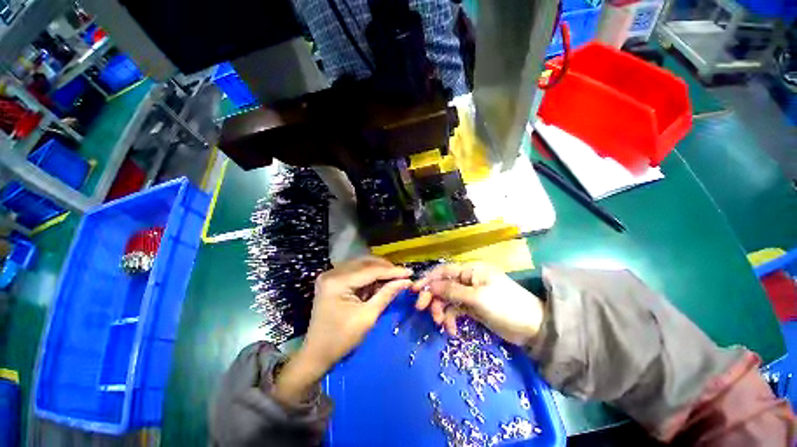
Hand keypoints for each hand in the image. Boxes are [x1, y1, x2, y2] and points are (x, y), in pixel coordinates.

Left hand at [273, 257, 411, 405]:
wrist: (316, 354)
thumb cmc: (341, 339)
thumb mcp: (367, 317)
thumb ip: (387, 294)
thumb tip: (406, 281)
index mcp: (337, 282)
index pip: (370, 270)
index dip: (392, 271)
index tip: (409, 272)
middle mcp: (332, 273)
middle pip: (365, 263)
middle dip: (386, 268)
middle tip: (402, 274)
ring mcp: (330, 275)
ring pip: (361, 265)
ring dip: (378, 270)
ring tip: (394, 276)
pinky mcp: (332, 279)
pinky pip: (355, 271)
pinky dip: (369, 275)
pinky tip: (380, 280)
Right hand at [412, 262, 543, 345]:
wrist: (533, 328)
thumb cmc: (506, 306)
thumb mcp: (478, 298)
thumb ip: (452, 291)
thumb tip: (430, 286)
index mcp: (471, 271)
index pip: (444, 271)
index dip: (428, 279)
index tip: (414, 290)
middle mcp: (468, 279)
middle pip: (443, 285)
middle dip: (432, 297)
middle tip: (422, 310)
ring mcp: (470, 294)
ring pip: (447, 299)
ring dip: (441, 310)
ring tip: (441, 324)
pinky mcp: (472, 308)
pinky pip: (455, 310)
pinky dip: (451, 319)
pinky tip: (452, 330)